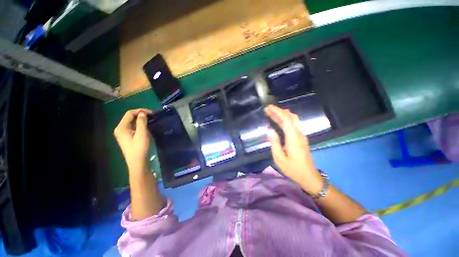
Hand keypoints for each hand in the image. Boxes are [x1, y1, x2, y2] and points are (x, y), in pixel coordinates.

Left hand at [114, 109, 152, 173]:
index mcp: (121, 127)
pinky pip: (133, 127)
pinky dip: (140, 125)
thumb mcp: (142, 134)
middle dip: (141, 115)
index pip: (129, 114)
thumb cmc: (139, 148)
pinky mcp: (128, 137)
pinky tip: (147, 127)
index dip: (140, 111)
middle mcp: (120, 129)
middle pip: (130, 117)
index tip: (151, 113)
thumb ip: (141, 122)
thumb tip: (142, 113)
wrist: (137, 162)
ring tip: (151, 121)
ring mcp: (123, 133)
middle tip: (152, 116)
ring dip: (141, 120)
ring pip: (132, 122)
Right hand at [265, 105, 322, 193]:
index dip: (277, 112)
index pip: (285, 120)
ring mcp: (302, 135)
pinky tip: (281, 120)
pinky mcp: (302, 138)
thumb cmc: (292, 169)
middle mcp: (299, 134)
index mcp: (293, 138)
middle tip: (268, 109)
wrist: (308, 176)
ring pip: (294, 119)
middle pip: (291, 117)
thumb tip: (269, 129)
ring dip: (284, 114)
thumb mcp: (279, 158)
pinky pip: (294, 124)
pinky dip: (287, 119)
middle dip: (280, 111)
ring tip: (273, 112)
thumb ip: (274, 142)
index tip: (268, 108)